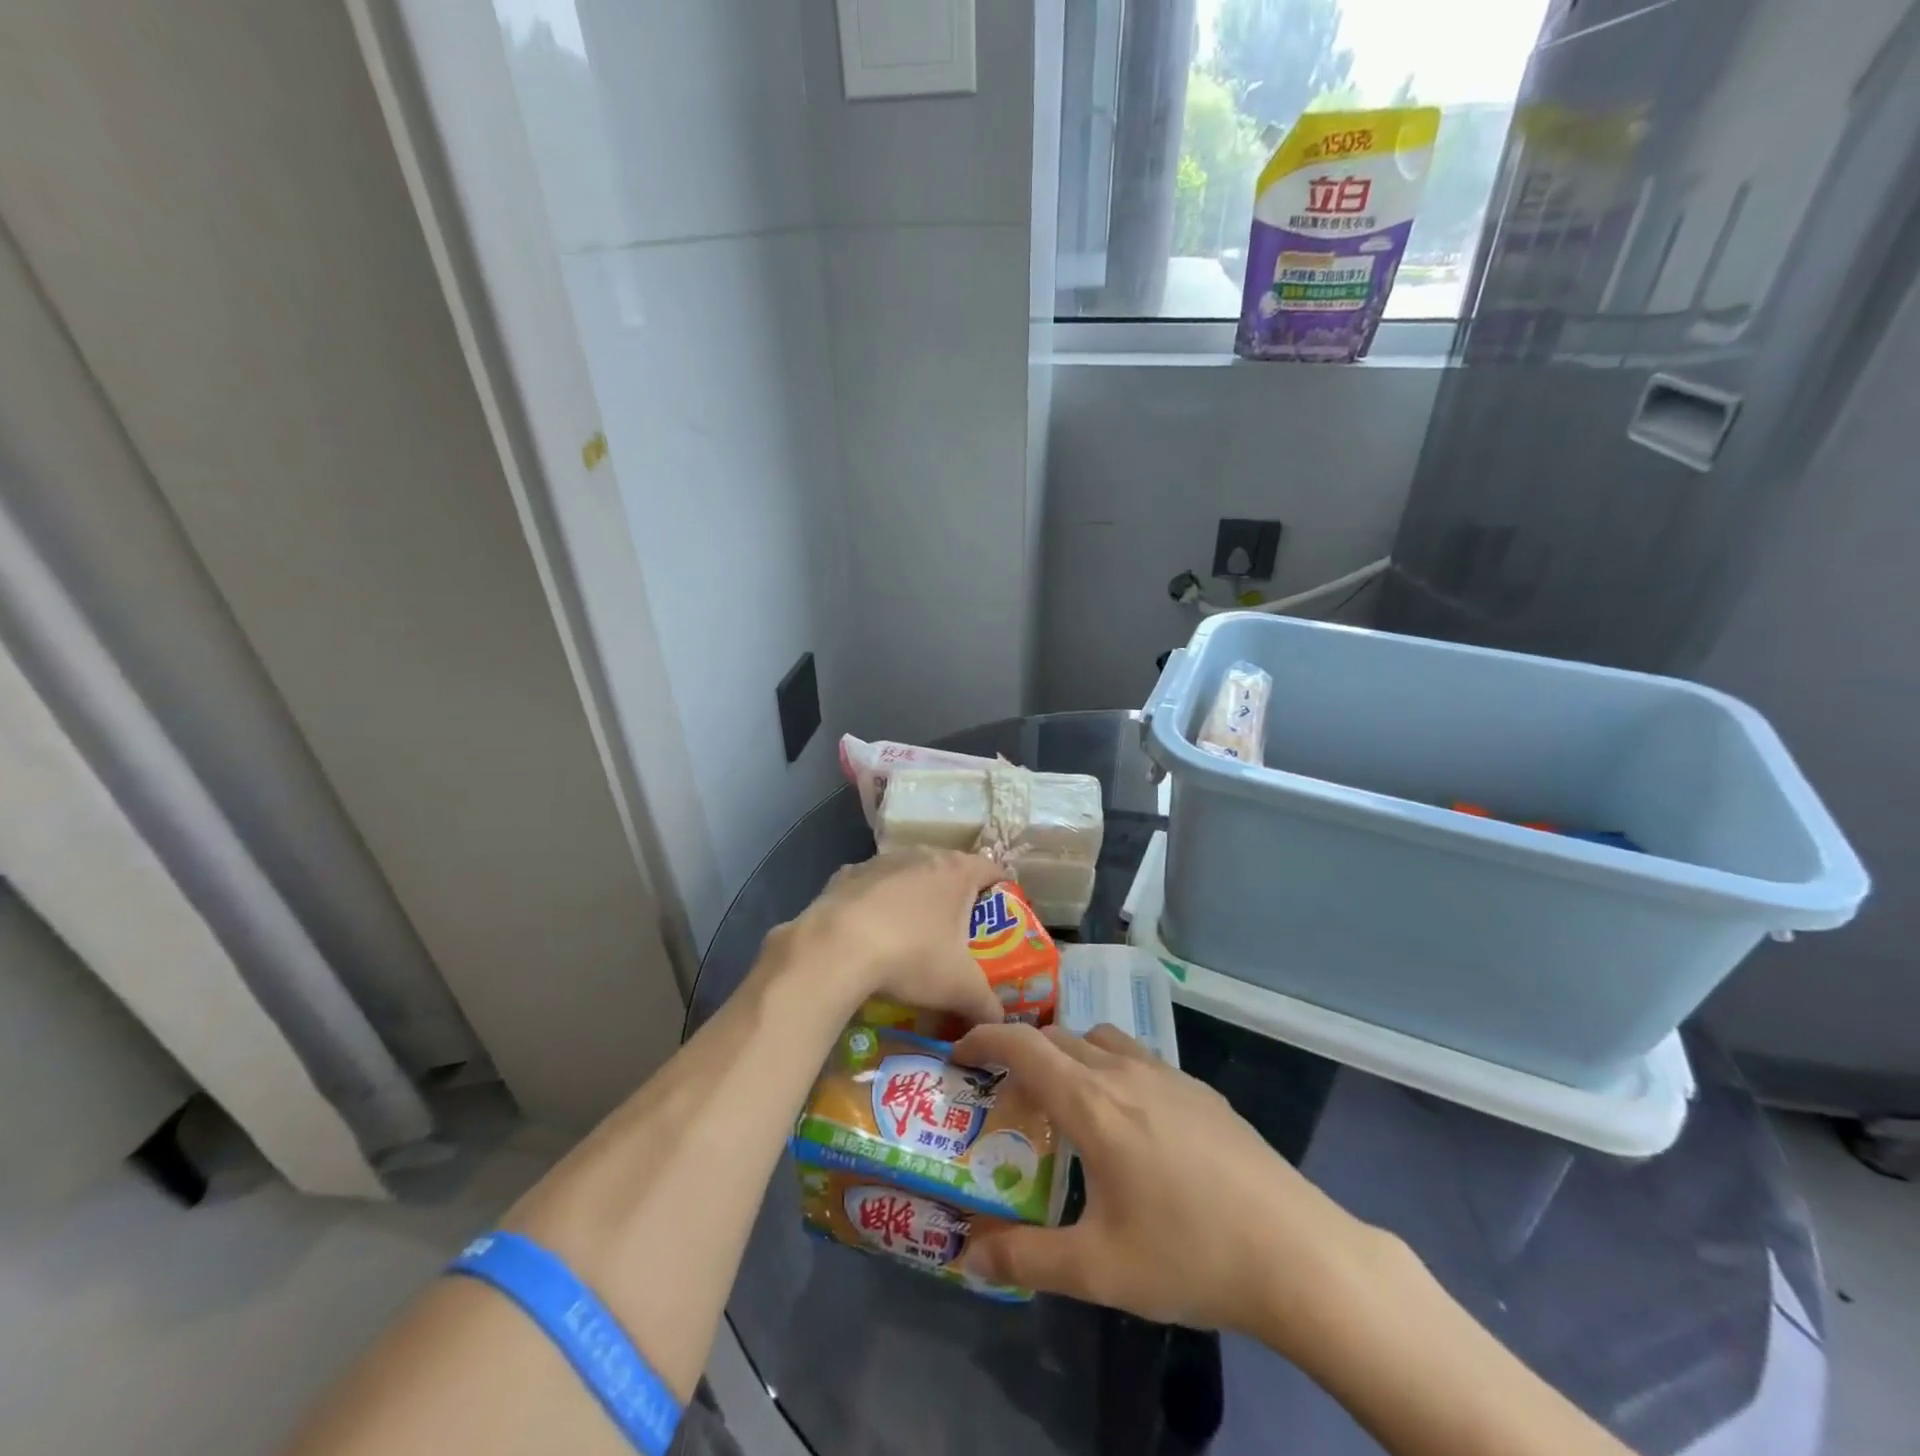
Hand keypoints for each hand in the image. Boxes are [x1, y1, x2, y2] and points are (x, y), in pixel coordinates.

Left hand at [767, 848, 1004, 1027]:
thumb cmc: (911, 957)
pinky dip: (876, 904)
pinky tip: (870, 933)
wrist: (835, 948)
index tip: (1001, 919)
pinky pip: (871, 887)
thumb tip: (1000, 1024)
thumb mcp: (960, 989)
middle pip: (950, 871)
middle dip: (957, 898)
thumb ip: (988, 1007)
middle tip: (959, 934)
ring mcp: (881, 860)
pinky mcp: (846, 874)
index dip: (1002, 892)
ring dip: (915, 898)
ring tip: (912, 936)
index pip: (993, 870)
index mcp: (957, 871)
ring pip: (909, 875)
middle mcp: (922, 855)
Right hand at [949, 1021, 1401, 1355]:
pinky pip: (1137, 1057)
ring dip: (1069, 1053)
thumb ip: (1026, 1258)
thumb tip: (968, 1257)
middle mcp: (1125, 1072)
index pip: (1023, 1045)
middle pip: (1058, 1036)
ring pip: (1100, 1039)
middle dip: (1022, 1051)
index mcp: (1092, 1103)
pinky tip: (1127, 1121)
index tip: (959, 1054)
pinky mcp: (1199, 1090)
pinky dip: (1109, 1066)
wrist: (1296, 1252)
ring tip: (1064, 1100)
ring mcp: (1168, 1074)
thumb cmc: (1188, 1254)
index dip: (984, 1039)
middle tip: (1005, 1093)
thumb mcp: (1098, 1269)